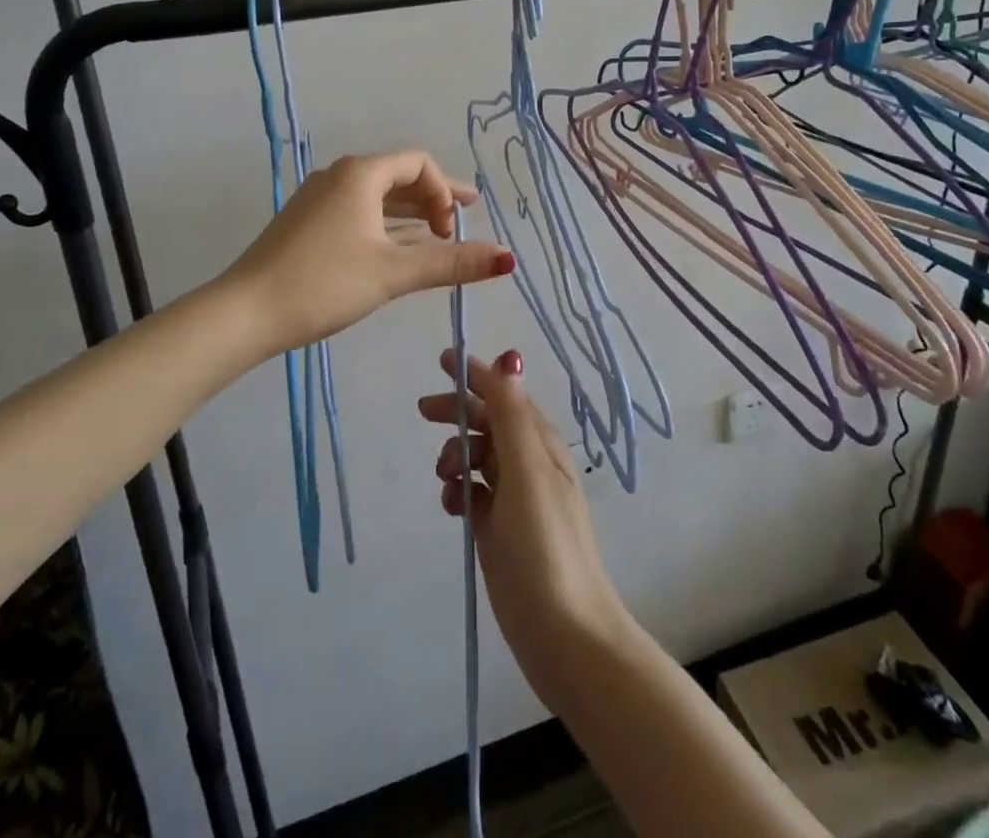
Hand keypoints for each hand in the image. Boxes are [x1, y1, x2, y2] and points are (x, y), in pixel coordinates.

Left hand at [223, 150, 513, 357]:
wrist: (245, 311)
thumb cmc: (324, 283)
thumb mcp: (393, 273)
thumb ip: (450, 263)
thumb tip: (507, 258)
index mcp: (360, 174)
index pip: (418, 163)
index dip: (444, 191)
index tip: (450, 231)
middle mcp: (339, 176)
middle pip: (398, 176)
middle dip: (434, 198)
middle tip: (465, 218)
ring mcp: (319, 199)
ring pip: (377, 197)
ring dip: (410, 213)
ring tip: (440, 234)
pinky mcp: (307, 222)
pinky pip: (358, 212)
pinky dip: (386, 225)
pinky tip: (399, 248)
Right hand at [420, 349, 630, 701]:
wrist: (563, 633)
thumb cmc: (545, 545)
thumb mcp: (527, 471)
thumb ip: (512, 414)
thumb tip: (509, 355)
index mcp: (541, 444)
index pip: (505, 395)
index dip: (476, 375)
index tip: (443, 359)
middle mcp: (530, 465)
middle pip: (488, 423)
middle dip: (459, 412)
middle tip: (424, 411)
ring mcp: (515, 500)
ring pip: (479, 458)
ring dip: (456, 454)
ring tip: (444, 475)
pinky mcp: (501, 531)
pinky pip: (474, 495)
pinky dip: (459, 491)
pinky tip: (451, 507)